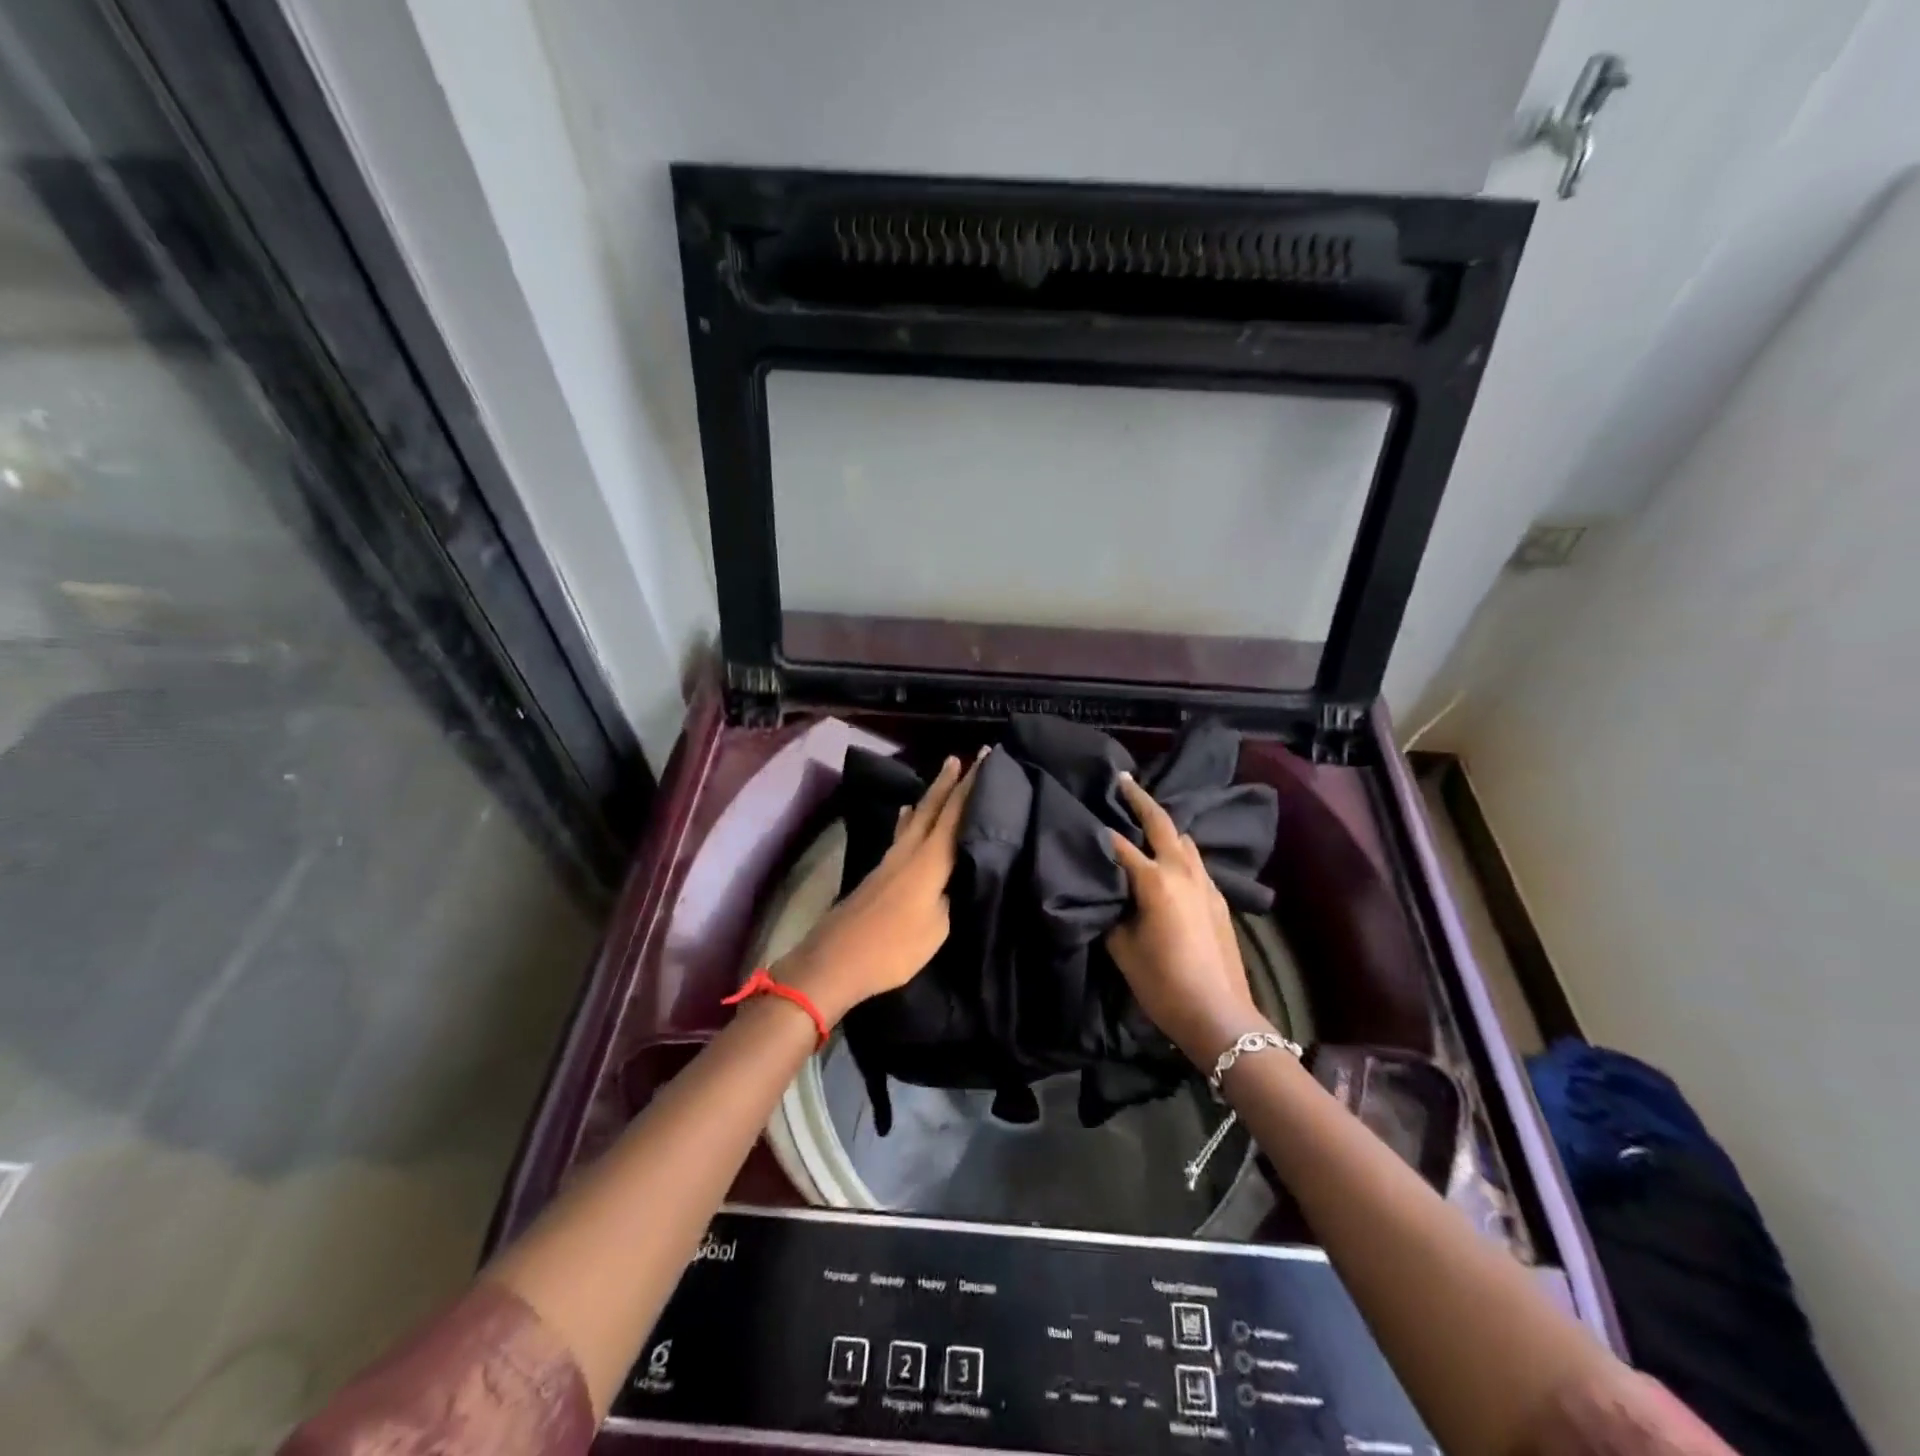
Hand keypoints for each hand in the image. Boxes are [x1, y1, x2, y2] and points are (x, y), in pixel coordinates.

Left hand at [776, 751, 980, 1024]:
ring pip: (913, 819)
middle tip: (962, 757)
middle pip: (931, 807)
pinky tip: (905, 816)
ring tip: (940, 780)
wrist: (834, 961)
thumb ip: (950, 897)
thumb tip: (956, 876)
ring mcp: (890, 861)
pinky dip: (909, 820)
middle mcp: (908, 851)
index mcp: (929, 860)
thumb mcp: (937, 928)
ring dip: (929, 798)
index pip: (955, 813)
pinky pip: (901, 834)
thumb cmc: (892, 948)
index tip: (985, 757)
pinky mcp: (878, 874)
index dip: (971, 784)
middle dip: (948, 782)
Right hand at [1106, 773, 1264, 1063]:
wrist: (1218, 1013)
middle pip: (1161, 823)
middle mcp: (1182, 871)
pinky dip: (1179, 850)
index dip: (1100, 830)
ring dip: (1164, 825)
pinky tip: (1170, 859)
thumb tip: (1108, 893)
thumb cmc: (1162, 983)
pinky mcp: (1218, 898)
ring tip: (1145, 818)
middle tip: (1124, 780)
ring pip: (1184, 840)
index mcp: (1154, 880)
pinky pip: (1195, 861)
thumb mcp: (1122, 947)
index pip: (1120, 845)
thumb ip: (1112, 911)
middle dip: (1141, 800)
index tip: (1084, 814)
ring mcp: (1205, 883)